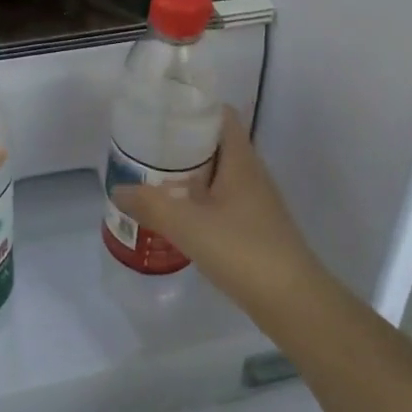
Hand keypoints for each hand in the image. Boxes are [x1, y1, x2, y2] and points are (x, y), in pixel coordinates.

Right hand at [109, 108, 321, 317]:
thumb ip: (150, 204)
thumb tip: (117, 189)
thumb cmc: (244, 250)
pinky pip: (222, 201)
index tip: (162, 111)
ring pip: (218, 174)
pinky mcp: (255, 228)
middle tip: (147, 146)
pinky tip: (177, 215)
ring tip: (153, 177)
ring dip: (189, 173)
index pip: (221, 114)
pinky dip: (199, 200)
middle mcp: (251, 173)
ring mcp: (256, 202)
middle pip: (215, 143)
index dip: (194, 107)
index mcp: (240, 160)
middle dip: (182, 142)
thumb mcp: (188, 225)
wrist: (295, 304)